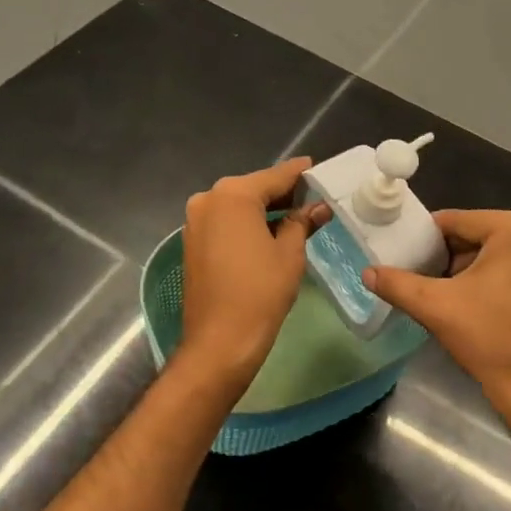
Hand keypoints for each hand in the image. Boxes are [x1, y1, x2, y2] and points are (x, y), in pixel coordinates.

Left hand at [180, 158, 330, 390]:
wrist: (219, 342)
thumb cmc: (260, 292)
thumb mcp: (290, 253)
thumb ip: (302, 222)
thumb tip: (318, 207)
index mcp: (233, 195)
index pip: (276, 176)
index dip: (300, 173)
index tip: (318, 168)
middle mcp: (209, 199)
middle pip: (254, 188)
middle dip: (283, 193)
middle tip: (313, 197)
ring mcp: (195, 220)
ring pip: (238, 205)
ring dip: (264, 209)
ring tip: (297, 216)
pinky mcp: (192, 241)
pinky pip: (225, 222)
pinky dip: (247, 223)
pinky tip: (270, 232)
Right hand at [365, 209, 510, 424]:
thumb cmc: (491, 340)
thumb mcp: (436, 307)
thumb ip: (398, 284)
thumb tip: (367, 272)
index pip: (458, 222)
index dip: (429, 239)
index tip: (409, 257)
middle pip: (481, 233)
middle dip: (453, 254)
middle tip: (428, 278)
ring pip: (500, 248)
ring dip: (475, 266)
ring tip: (450, 292)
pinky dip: (499, 274)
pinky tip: (480, 300)